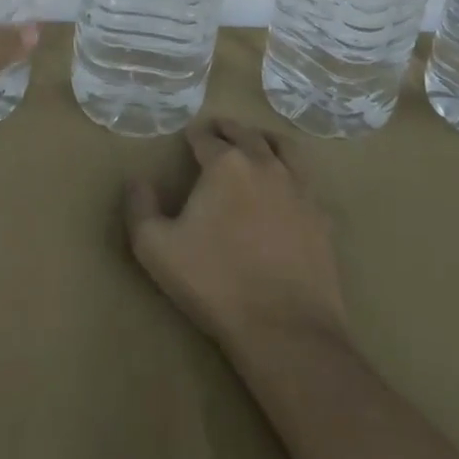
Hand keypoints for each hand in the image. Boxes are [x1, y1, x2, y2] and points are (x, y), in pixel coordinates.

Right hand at [125, 119, 347, 354]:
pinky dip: (292, 172)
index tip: (188, 136)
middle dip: (228, 129)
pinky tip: (286, 187)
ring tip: (256, 143)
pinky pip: (306, 180)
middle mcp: (264, 164)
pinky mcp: (321, 216)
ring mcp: (299, 188)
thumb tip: (136, 181)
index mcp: (225, 165)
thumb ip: (140, 208)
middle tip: (217, 131)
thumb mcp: (155, 248)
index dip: (194, 135)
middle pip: (246, 134)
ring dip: (265, 140)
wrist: (285, 328)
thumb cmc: (214, 283)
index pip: (206, 137)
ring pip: (283, 148)